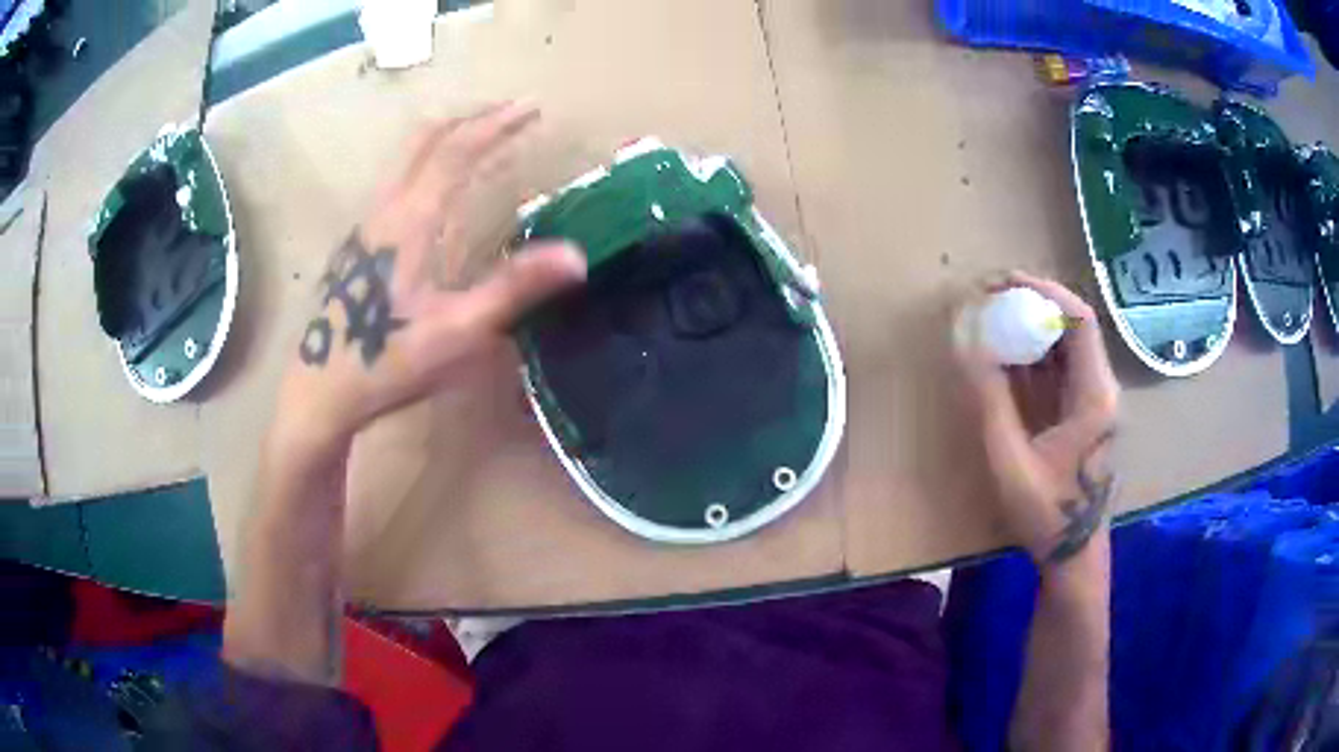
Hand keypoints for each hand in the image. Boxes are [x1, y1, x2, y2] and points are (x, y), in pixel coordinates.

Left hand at [273, 101, 586, 459]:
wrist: (319, 392)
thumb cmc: (387, 361)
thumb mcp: (458, 331)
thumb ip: (514, 288)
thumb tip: (577, 256)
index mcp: (410, 221)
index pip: (457, 150)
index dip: (497, 124)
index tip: (532, 108)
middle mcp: (384, 210)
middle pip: (424, 140)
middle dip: (470, 118)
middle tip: (508, 113)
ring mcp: (364, 226)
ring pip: (404, 159)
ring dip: (445, 138)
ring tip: (480, 140)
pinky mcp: (356, 246)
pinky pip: (395, 183)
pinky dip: (426, 164)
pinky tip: (437, 191)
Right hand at [955, 272, 1119, 566]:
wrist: (1074, 558)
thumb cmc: (1047, 515)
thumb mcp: (1010, 460)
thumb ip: (989, 400)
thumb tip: (968, 343)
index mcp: (1095, 395)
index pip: (1079, 320)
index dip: (1043, 292)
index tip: (1003, 282)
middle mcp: (1102, 389)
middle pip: (1074, 327)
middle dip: (1033, 304)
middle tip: (991, 297)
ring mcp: (1095, 403)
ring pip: (1067, 347)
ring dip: (1033, 328)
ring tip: (993, 319)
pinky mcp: (1085, 416)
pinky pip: (1061, 371)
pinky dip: (1034, 356)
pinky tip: (1006, 358)